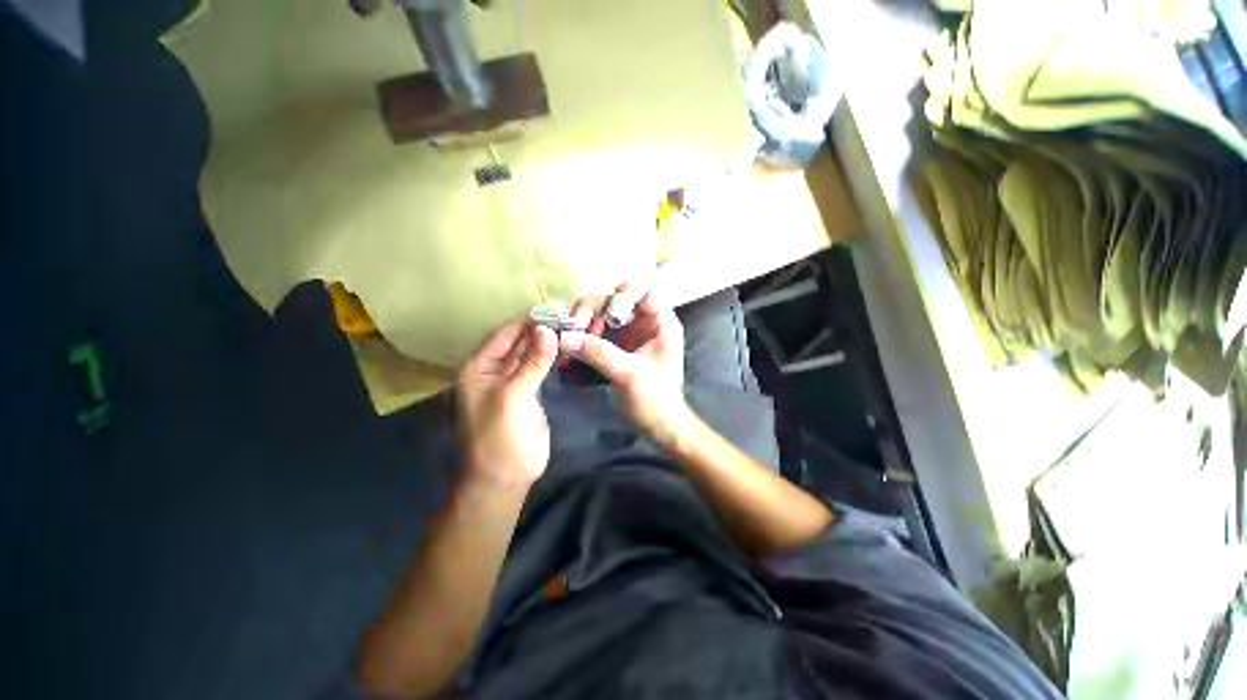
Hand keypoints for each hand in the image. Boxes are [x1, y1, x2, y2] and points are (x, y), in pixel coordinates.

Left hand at [456, 320, 558, 488]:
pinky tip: (566, 350)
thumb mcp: (513, 395)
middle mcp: (494, 369)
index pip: (506, 333)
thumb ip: (531, 362)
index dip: (529, 321)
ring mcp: (513, 381)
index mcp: (480, 366)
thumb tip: (547, 330)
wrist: (506, 474)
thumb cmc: (500, 435)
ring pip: (531, 354)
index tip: (557, 311)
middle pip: (519, 342)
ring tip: (572, 330)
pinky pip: (539, 369)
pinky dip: (551, 359)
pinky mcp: (529, 392)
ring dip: (548, 344)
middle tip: (570, 319)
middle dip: (541, 331)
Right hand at [560, 282, 691, 445]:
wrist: (659, 426)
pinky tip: (570, 348)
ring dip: (584, 323)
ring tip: (570, 341)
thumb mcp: (628, 374)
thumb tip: (564, 337)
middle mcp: (645, 321)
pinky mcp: (617, 344)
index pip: (645, 290)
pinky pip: (596, 330)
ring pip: (602, 313)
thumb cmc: (655, 400)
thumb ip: (598, 353)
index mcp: (661, 322)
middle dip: (594, 310)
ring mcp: (630, 332)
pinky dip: (582, 336)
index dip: (624, 296)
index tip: (608, 316)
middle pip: (616, 298)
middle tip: (574, 328)